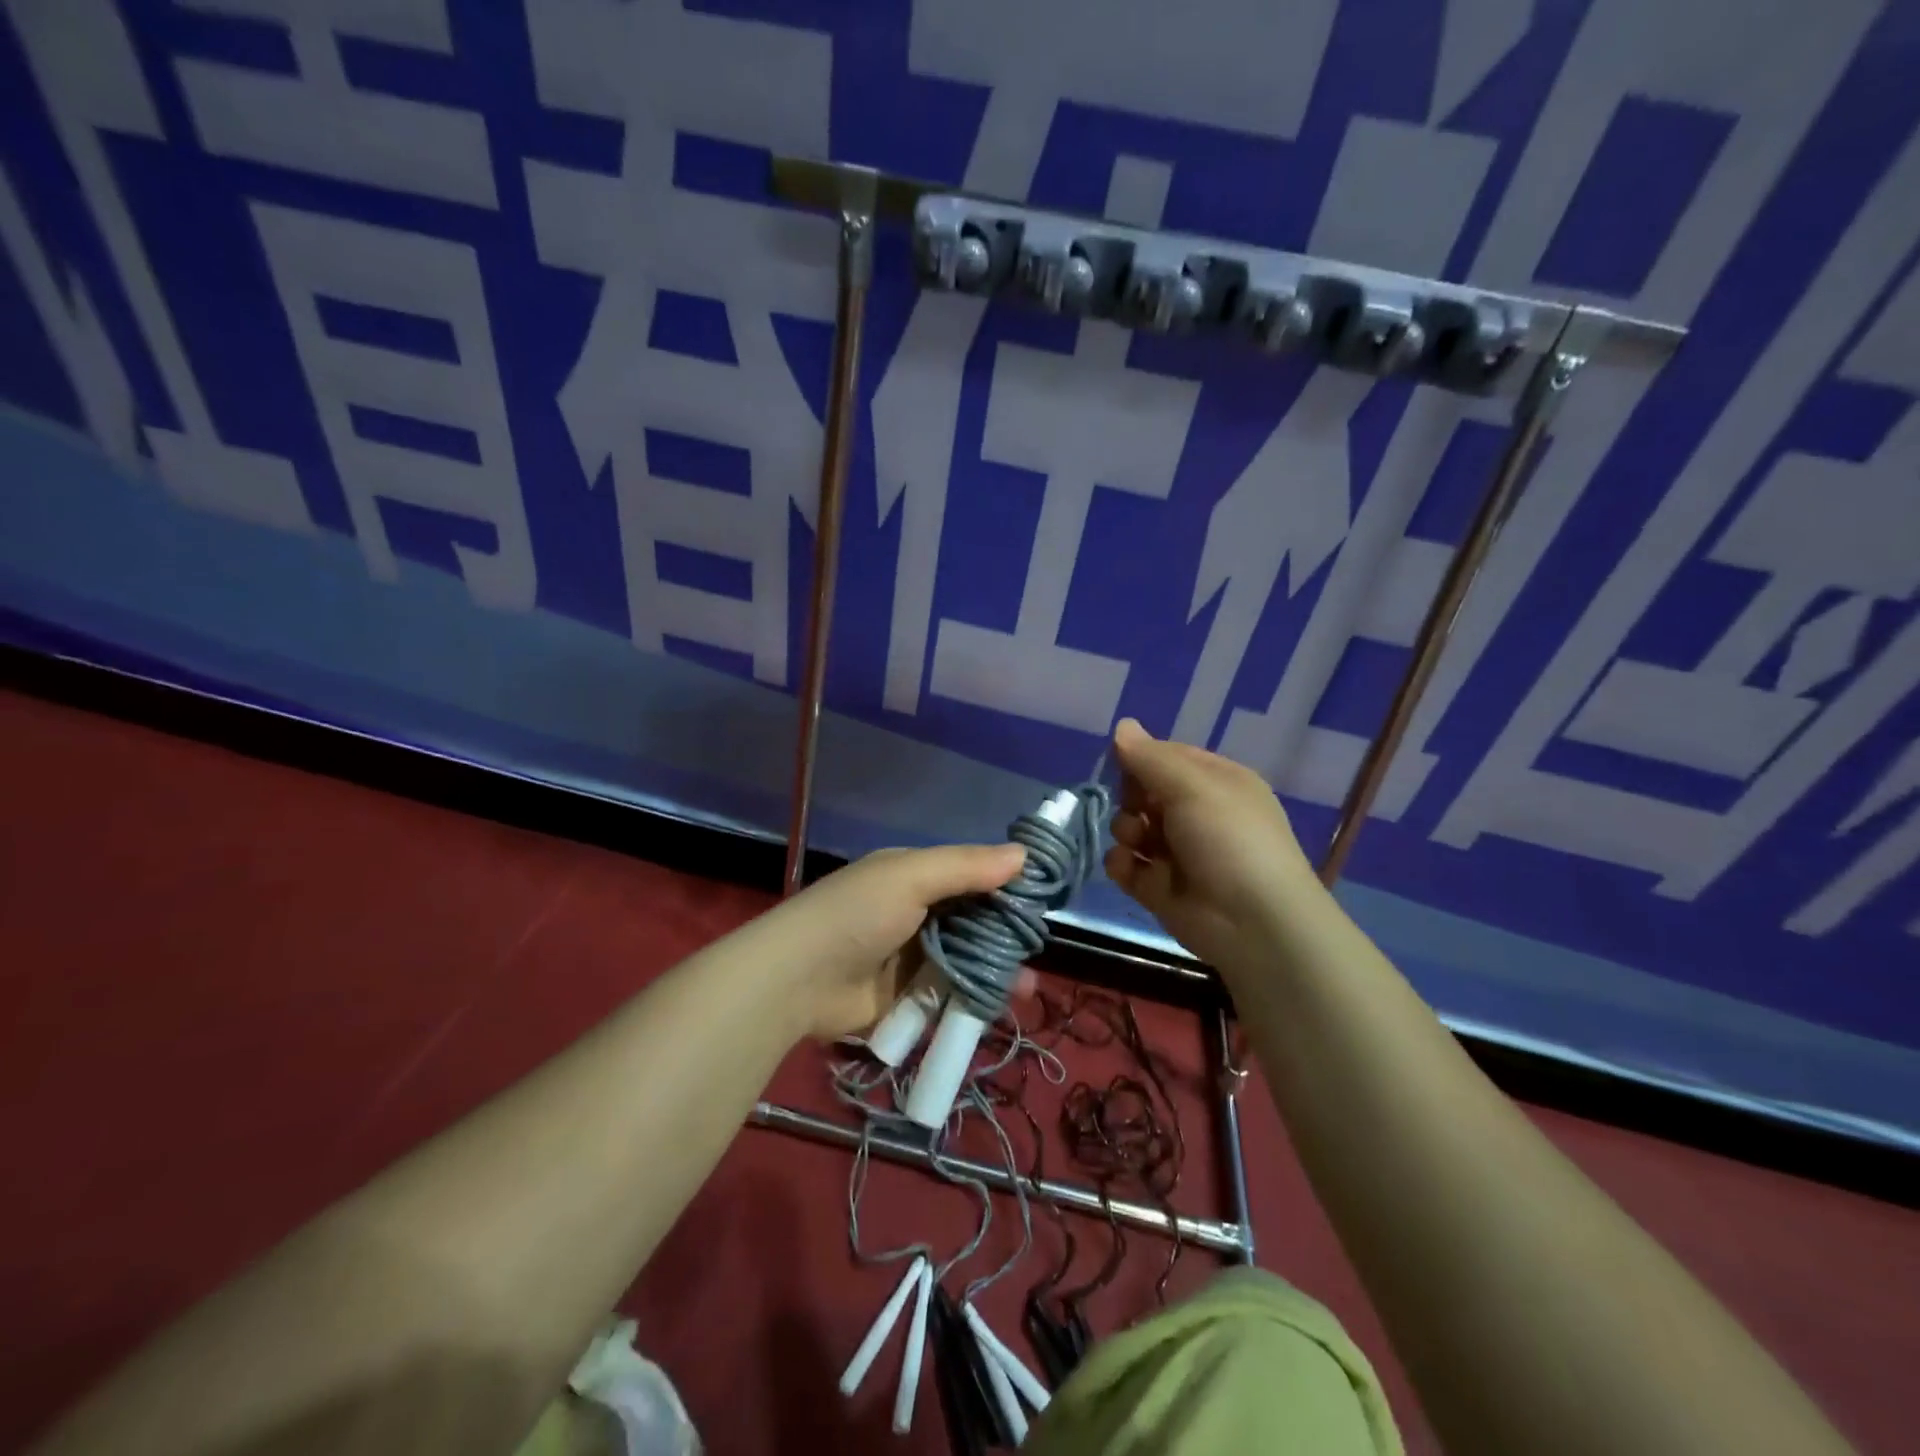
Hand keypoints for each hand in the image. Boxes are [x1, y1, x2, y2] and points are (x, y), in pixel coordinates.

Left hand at [761, 843, 1025, 1039]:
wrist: (796, 980)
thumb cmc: (856, 915)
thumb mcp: (910, 877)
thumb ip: (966, 866)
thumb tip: (1024, 854)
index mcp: (913, 876)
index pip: (970, 874)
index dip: (1005, 885)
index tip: (1042, 900)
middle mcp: (915, 912)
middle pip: (972, 920)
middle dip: (1005, 935)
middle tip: (1037, 950)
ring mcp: (910, 957)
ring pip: (965, 959)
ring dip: (996, 970)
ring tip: (1028, 988)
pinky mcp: (906, 998)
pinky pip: (949, 994)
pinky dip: (974, 998)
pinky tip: (1001, 1005)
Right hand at [1104, 718, 1323, 974]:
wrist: (1253, 923)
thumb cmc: (1228, 839)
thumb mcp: (1191, 786)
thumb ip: (1150, 757)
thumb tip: (1122, 724)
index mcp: (1217, 782)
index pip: (1167, 757)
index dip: (1141, 759)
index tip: (1122, 765)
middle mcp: (1198, 814)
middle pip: (1145, 792)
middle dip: (1132, 798)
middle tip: (1137, 808)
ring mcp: (1178, 853)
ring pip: (1132, 827)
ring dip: (1125, 830)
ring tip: (1136, 842)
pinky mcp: (1160, 888)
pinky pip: (1127, 865)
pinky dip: (1122, 864)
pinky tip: (1128, 867)